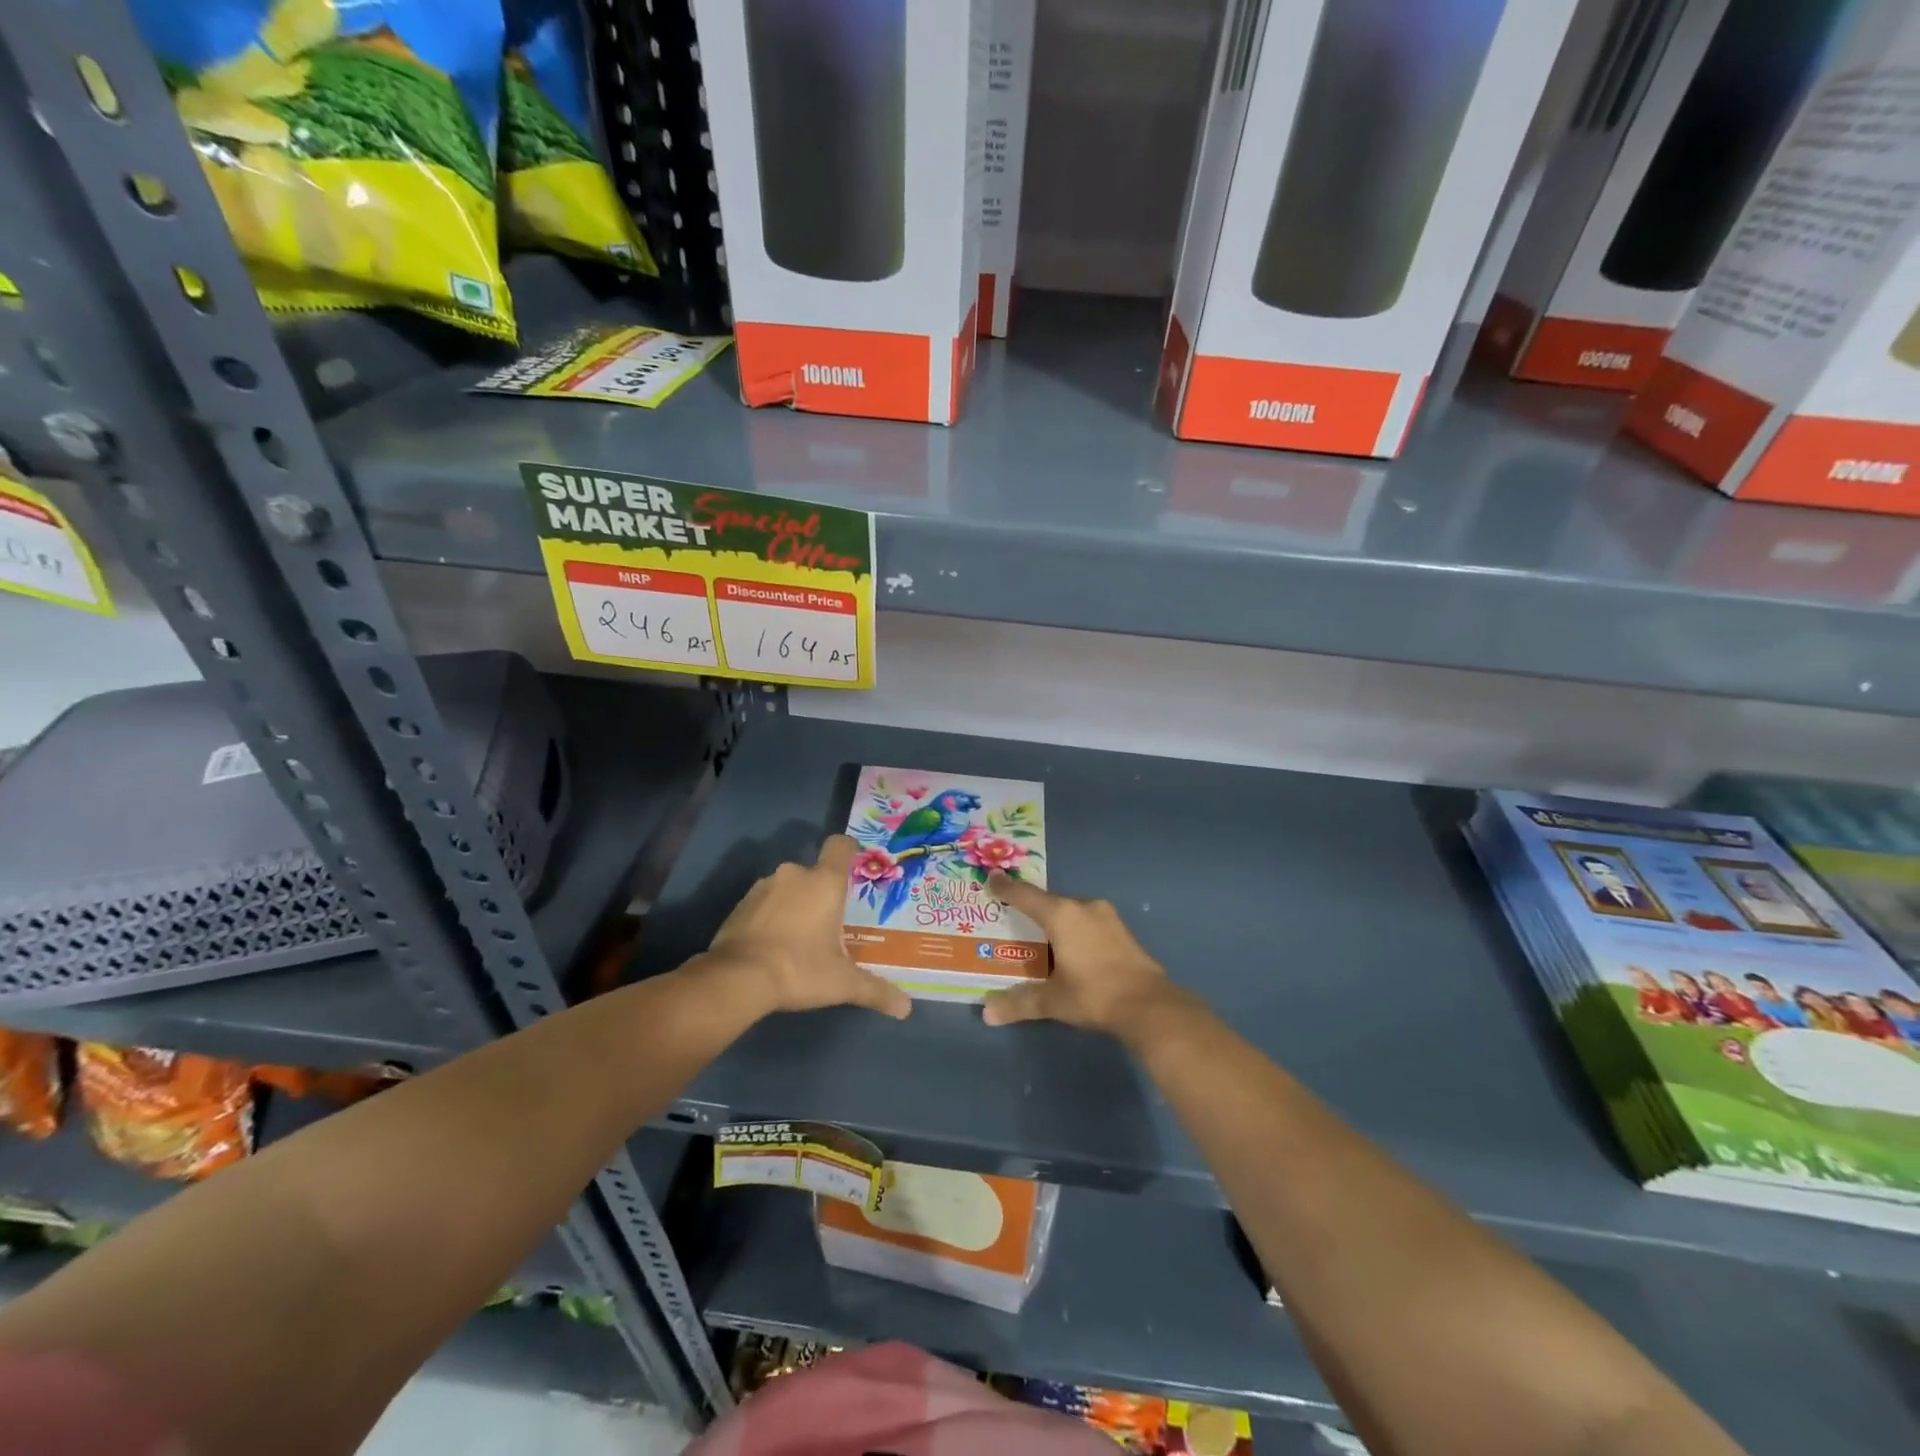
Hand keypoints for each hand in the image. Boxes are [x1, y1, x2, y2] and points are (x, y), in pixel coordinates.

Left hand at [703, 834, 910, 1019]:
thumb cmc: (800, 968)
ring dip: (794, 904)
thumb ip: (876, 991)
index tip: (854, 866)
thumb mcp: (843, 983)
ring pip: (787, 887)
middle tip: (830, 922)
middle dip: (822, 893)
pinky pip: (764, 903)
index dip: (849, 850)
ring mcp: (763, 887)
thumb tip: (906, 1008)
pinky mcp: (739, 905)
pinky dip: (770, 917)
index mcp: (824, 882)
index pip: (839, 846)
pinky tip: (773, 946)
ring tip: (800, 937)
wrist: (736, 978)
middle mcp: (794, 874)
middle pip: (814, 873)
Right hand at [981, 873, 1178, 1036]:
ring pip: (1070, 911)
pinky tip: (1069, 947)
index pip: (1025, 895)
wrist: (1149, 1005)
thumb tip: (987, 1013)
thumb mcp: (1053, 1001)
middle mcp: (1082, 906)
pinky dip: (1073, 928)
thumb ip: (1019, 1002)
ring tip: (1039, 934)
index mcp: (1061, 915)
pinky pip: (1087, 921)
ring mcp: (1105, 916)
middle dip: (1029, 908)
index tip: (991, 878)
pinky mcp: (1121, 929)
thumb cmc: (1094, 994)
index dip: (1006, 888)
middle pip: (1048, 902)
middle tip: (1011, 917)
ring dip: (1054, 919)